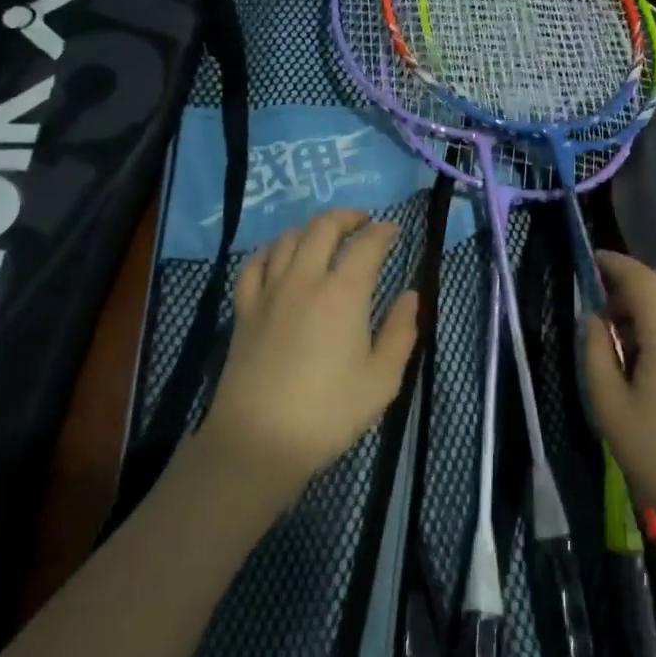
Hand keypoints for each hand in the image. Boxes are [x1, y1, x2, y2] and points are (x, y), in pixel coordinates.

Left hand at [198, 209, 418, 514]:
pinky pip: (253, 265)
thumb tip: (411, 295)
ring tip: (325, 233)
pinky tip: (278, 255)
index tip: (394, 230)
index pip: (366, 246)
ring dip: (310, 228)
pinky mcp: (244, 310)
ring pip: (286, 240)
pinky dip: (270, 250)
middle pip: (322, 229)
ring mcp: (269, 293)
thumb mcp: (383, 379)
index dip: (383, 232)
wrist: (260, 439)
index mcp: (343, 294)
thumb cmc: (330, 412)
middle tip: (363, 220)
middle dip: (346, 217)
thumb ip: (401, 331)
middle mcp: (304, 281)